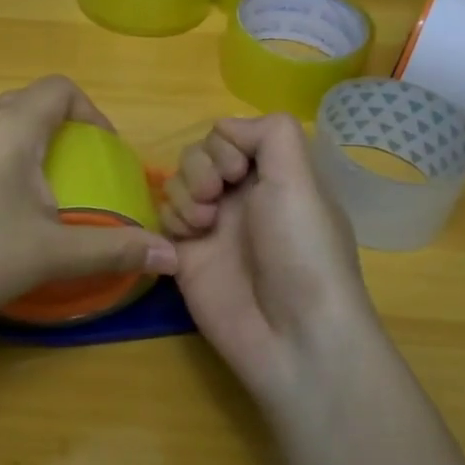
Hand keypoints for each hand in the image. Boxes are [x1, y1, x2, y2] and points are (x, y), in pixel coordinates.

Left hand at [0, 76, 176, 337]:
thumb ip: (114, 249)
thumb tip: (171, 256)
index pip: (59, 89)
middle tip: (71, 178)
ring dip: (18, 152)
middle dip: (56, 134)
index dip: (91, 112)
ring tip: (27, 201)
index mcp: (8, 127)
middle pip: (24, 106)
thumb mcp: (49, 255)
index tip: (103, 151)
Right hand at [162, 114, 384, 411]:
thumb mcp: (301, 179)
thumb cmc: (302, 250)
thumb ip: (270, 133)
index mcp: (274, 175)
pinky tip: (187, 242)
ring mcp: (212, 226)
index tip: (237, 170)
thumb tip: (228, 130)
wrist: (291, 334)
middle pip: (198, 154)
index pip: (229, 133)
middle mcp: (242, 195)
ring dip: (185, 193)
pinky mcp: (185, 256)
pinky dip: (170, 221)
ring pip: (177, 182)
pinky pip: (162, 218)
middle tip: (216, 197)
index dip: (224, 144)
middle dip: (201, 167)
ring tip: (204, 225)